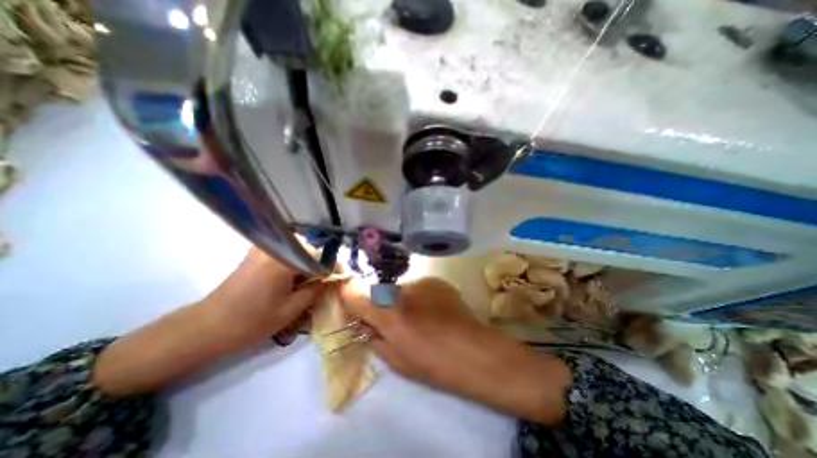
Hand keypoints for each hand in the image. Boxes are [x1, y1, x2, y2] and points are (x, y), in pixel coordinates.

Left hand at [204, 248, 324, 349]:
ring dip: (308, 262)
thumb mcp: (291, 309)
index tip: (340, 277)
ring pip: (298, 249)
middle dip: (320, 263)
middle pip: (309, 249)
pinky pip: (285, 252)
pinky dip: (295, 262)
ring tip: (310, 281)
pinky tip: (294, 278)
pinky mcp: (257, 253)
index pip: (319, 256)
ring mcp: (263, 248)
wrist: (207, 327)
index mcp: (283, 261)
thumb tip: (332, 279)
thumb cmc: (251, 321)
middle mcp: (274, 248)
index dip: (332, 267)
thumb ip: (316, 290)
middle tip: (324, 281)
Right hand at [343, 278, 569, 423]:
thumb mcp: (396, 359)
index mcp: (390, 313)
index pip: (355, 294)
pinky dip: (419, 298)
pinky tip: (435, 312)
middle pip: (380, 291)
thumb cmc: (435, 364)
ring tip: (420, 318)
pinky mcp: (437, 281)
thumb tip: (366, 323)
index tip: (348, 301)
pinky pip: (419, 287)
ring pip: (401, 289)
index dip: (347, 295)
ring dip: (402, 301)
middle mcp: (403, 289)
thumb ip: (375, 337)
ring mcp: (423, 281)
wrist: (477, 353)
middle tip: (394, 321)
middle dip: (381, 304)